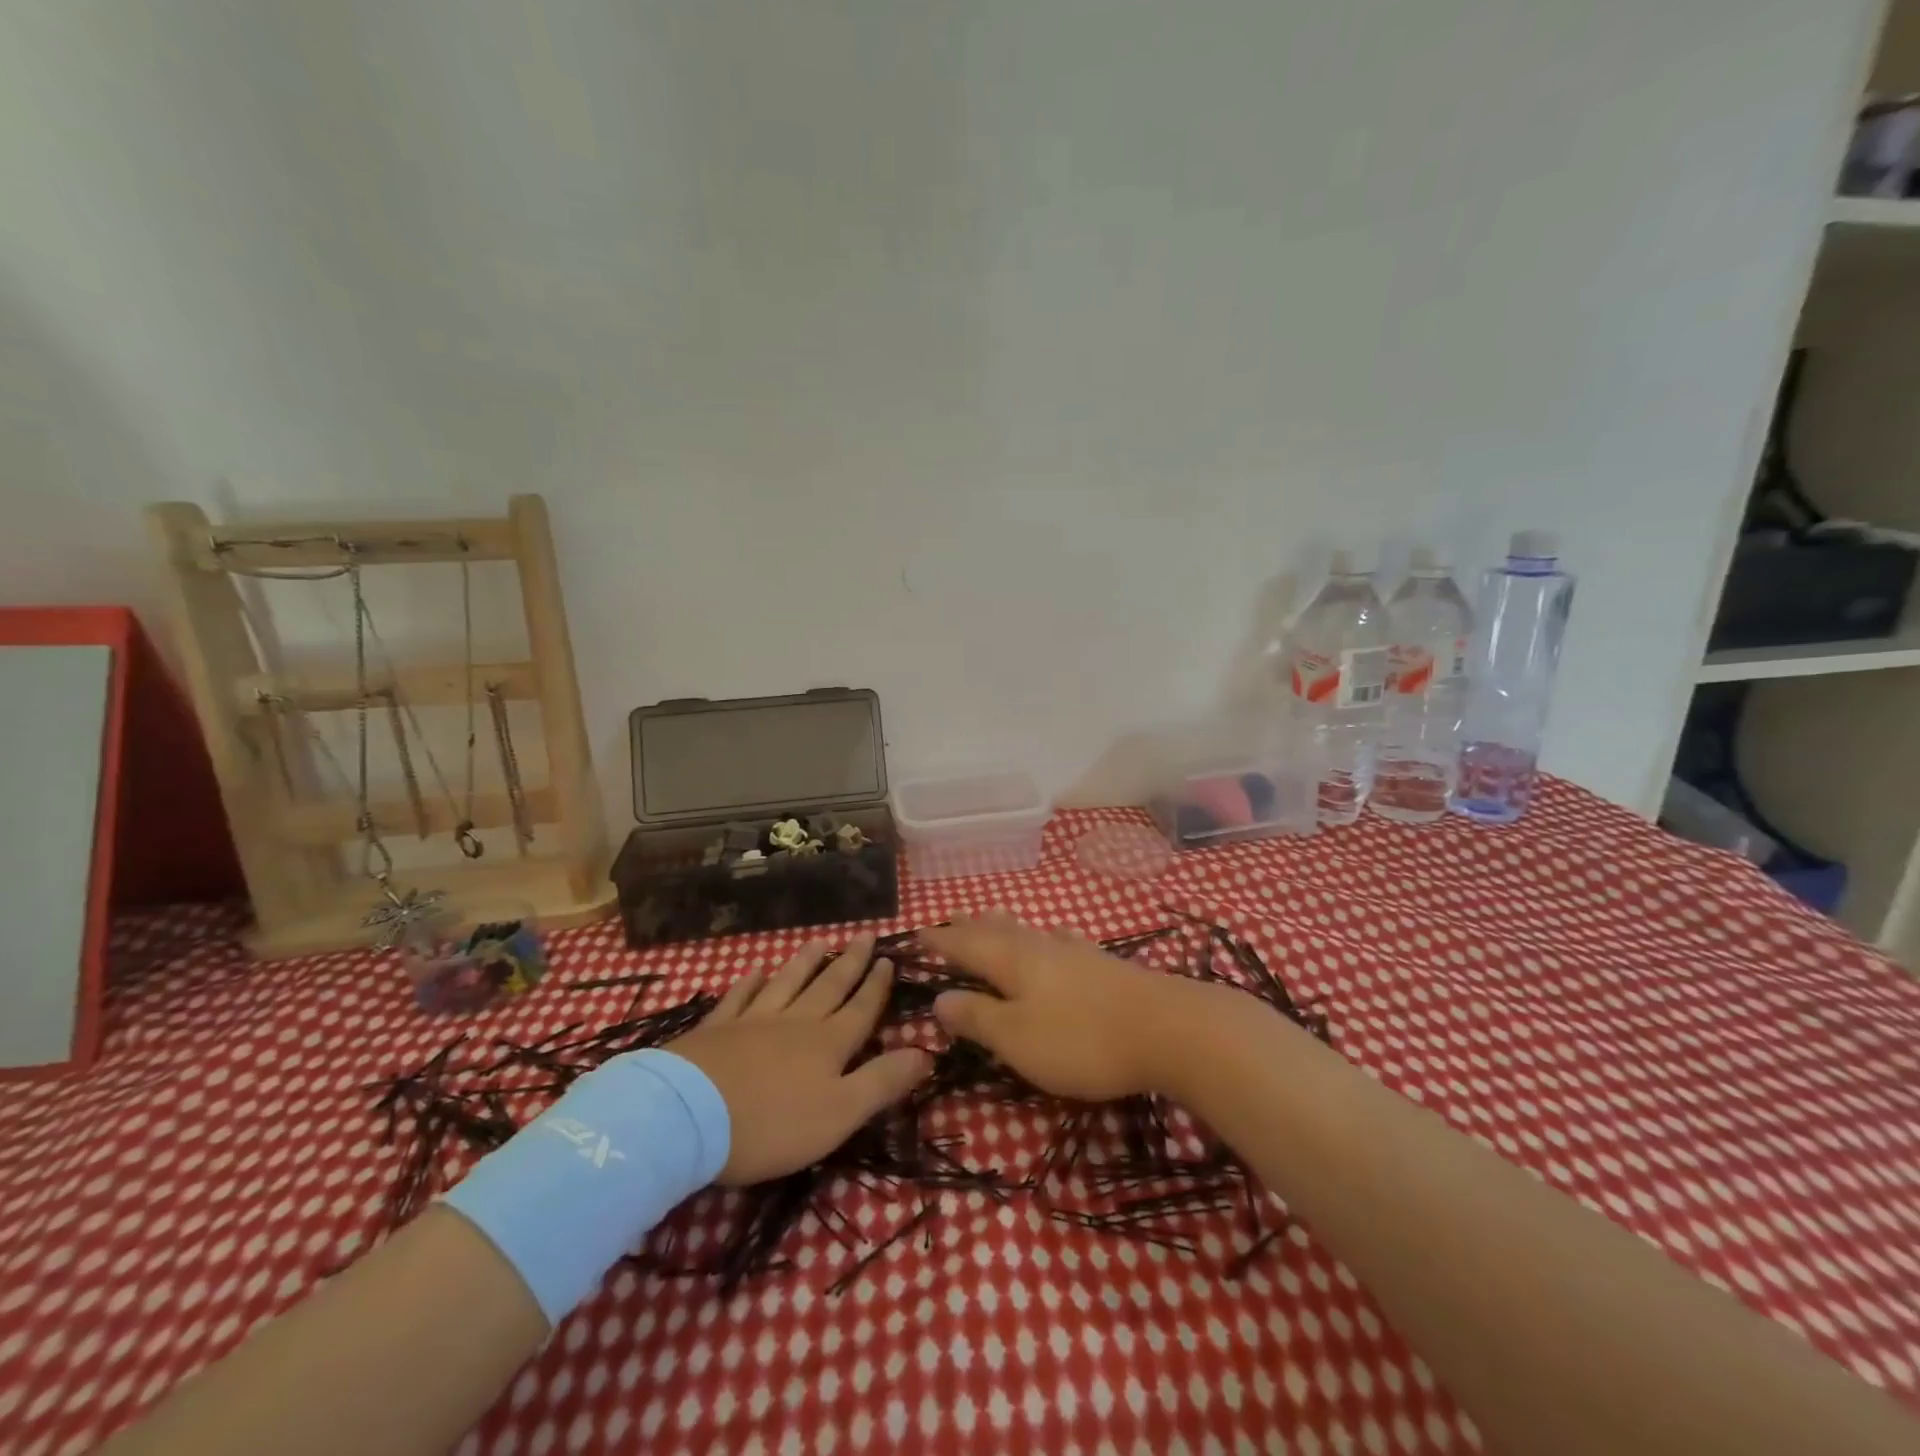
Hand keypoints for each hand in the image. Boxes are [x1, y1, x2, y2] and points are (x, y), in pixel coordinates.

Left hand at [665, 935, 931, 1185]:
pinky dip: (750, 982)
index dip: (877, 986)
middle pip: (828, 986)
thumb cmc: (772, 1124)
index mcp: (828, 1044)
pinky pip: (739, 997)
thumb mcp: (840, 1113)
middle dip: (850, 962)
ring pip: (787, 983)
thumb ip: (883, 1082)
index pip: (861, 1009)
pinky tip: (756, 971)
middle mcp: (796, 1022)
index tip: (889, 959)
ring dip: (805, 962)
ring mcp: (753, 1021)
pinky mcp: (716, 1029)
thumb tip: (927, 1052)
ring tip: (819, 941)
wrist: (688, 1117)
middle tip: (864, 935)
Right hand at [923, 913, 1230, 1101]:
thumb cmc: (1082, 1039)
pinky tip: (1056, 938)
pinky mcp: (1104, 965)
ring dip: (1004, 925)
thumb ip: (978, 1018)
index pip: (965, 945)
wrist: (1170, 1029)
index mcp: (1013, 961)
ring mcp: (1076, 952)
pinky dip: (1044, 938)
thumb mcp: (1017, 1038)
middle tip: (950, 919)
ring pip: (1029, 930)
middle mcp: (1041, 947)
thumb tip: (939, 998)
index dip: (941, 941)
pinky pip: (1060, 941)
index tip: (917, 933)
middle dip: (970, 926)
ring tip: (991, 917)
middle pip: (997, 930)